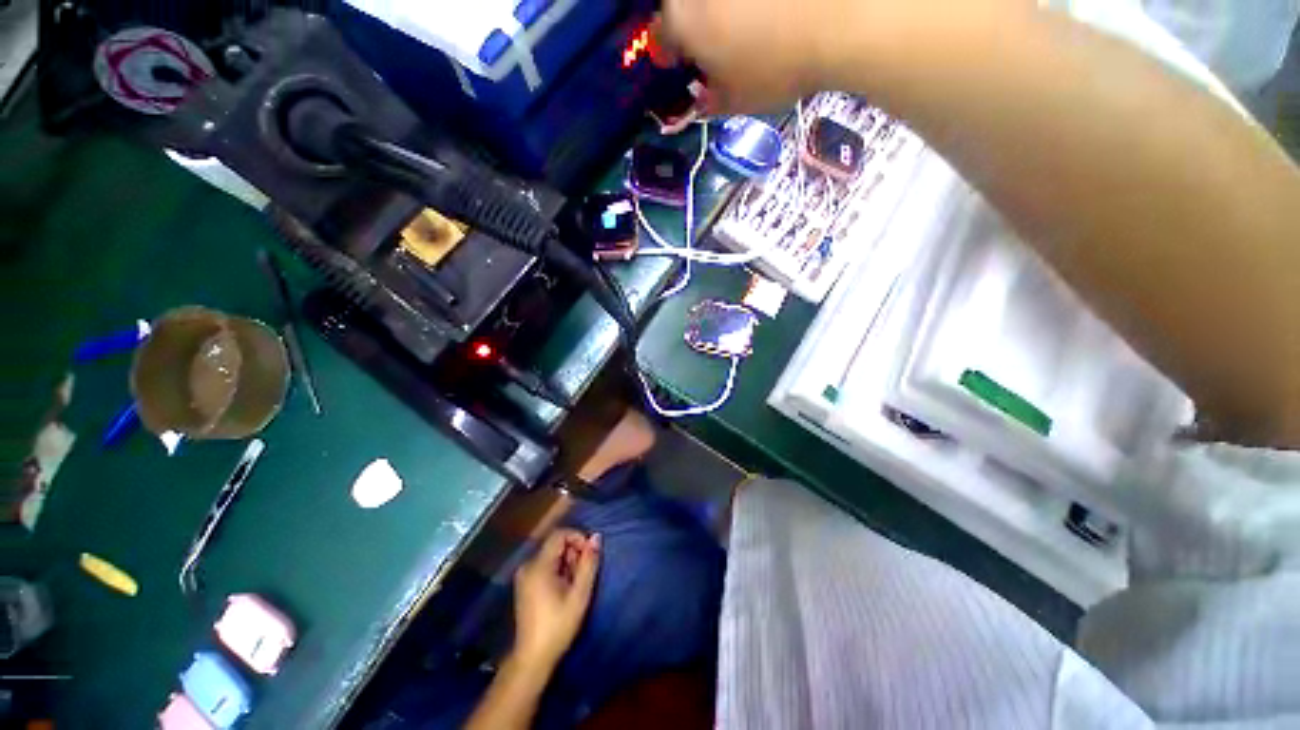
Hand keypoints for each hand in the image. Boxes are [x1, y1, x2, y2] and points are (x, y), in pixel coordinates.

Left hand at [511, 529, 600, 670]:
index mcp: (538, 566)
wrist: (533, 657)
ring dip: (567, 561)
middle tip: (584, 572)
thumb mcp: (579, 594)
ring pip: (551, 554)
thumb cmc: (558, 626)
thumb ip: (589, 563)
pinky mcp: (524, 584)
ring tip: (576, 582)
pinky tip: (564, 588)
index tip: (590, 554)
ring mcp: (524, 575)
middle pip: (555, 543)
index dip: (578, 537)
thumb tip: (597, 537)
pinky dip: (558, 569)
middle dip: (573, 552)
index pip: (559, 534)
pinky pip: (544, 565)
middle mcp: (528, 565)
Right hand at [660, 0, 857, 112]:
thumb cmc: (776, 67)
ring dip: (722, 12)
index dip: (671, 58)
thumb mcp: (736, 101)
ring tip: (750, 25)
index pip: (661, 39)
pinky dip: (750, 6)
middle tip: (718, 48)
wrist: (840, 17)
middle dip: (695, 27)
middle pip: (684, 8)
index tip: (684, 69)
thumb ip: (710, 102)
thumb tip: (703, 97)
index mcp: (683, 20)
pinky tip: (772, 12)